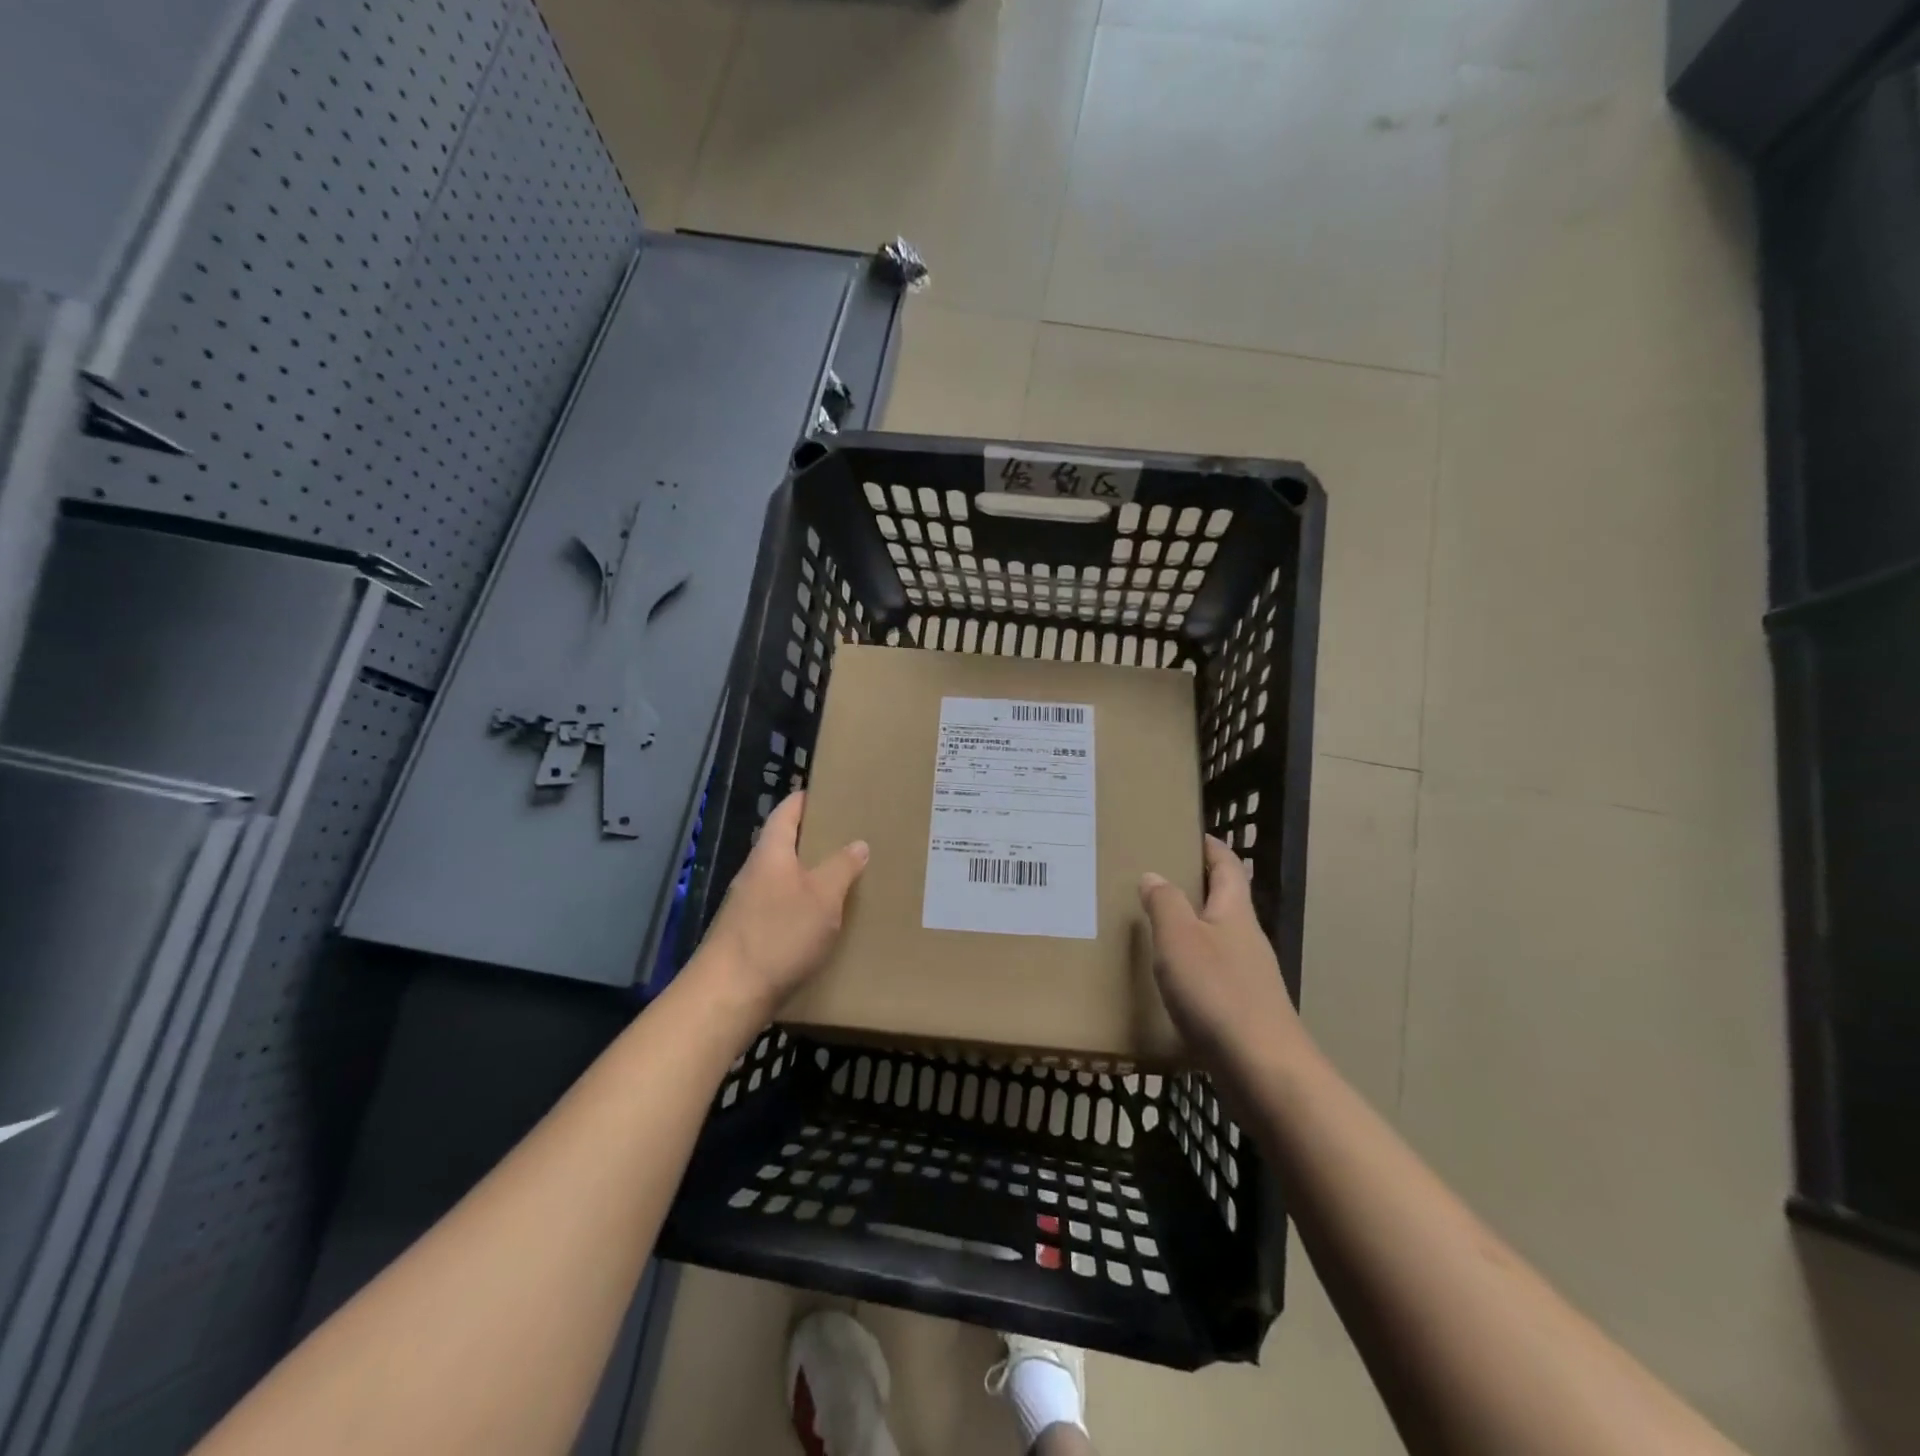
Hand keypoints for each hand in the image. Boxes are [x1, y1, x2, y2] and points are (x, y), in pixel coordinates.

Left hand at [698, 791, 868, 1015]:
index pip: (788, 811)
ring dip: (810, 875)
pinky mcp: (749, 933)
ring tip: (845, 878)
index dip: (808, 799)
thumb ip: (842, 867)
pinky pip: (781, 906)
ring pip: (784, 878)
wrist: (728, 994)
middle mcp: (755, 872)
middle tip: (852, 837)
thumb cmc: (779, 935)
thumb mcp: (823, 897)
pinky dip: (803, 904)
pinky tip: (823, 920)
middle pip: (785, 844)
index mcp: (771, 852)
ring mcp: (748, 904)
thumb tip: (858, 843)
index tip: (832, 793)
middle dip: (816, 839)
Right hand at [1140, 836, 1300, 1062]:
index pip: (1227, 866)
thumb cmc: (1218, 993)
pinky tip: (1168, 979)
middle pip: (1224, 901)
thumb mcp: (1180, 939)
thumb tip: (1154, 875)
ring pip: (1217, 939)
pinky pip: (1213, 973)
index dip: (1211, 847)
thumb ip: (1165, 903)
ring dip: (1191, 927)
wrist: (1263, 1071)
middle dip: (1195, 886)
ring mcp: (1249, 976)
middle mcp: (1246, 939)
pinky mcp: (1243, 1010)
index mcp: (1234, 913)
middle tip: (1154, 878)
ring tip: (1152, 925)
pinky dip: (1191, 965)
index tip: (1188, 833)